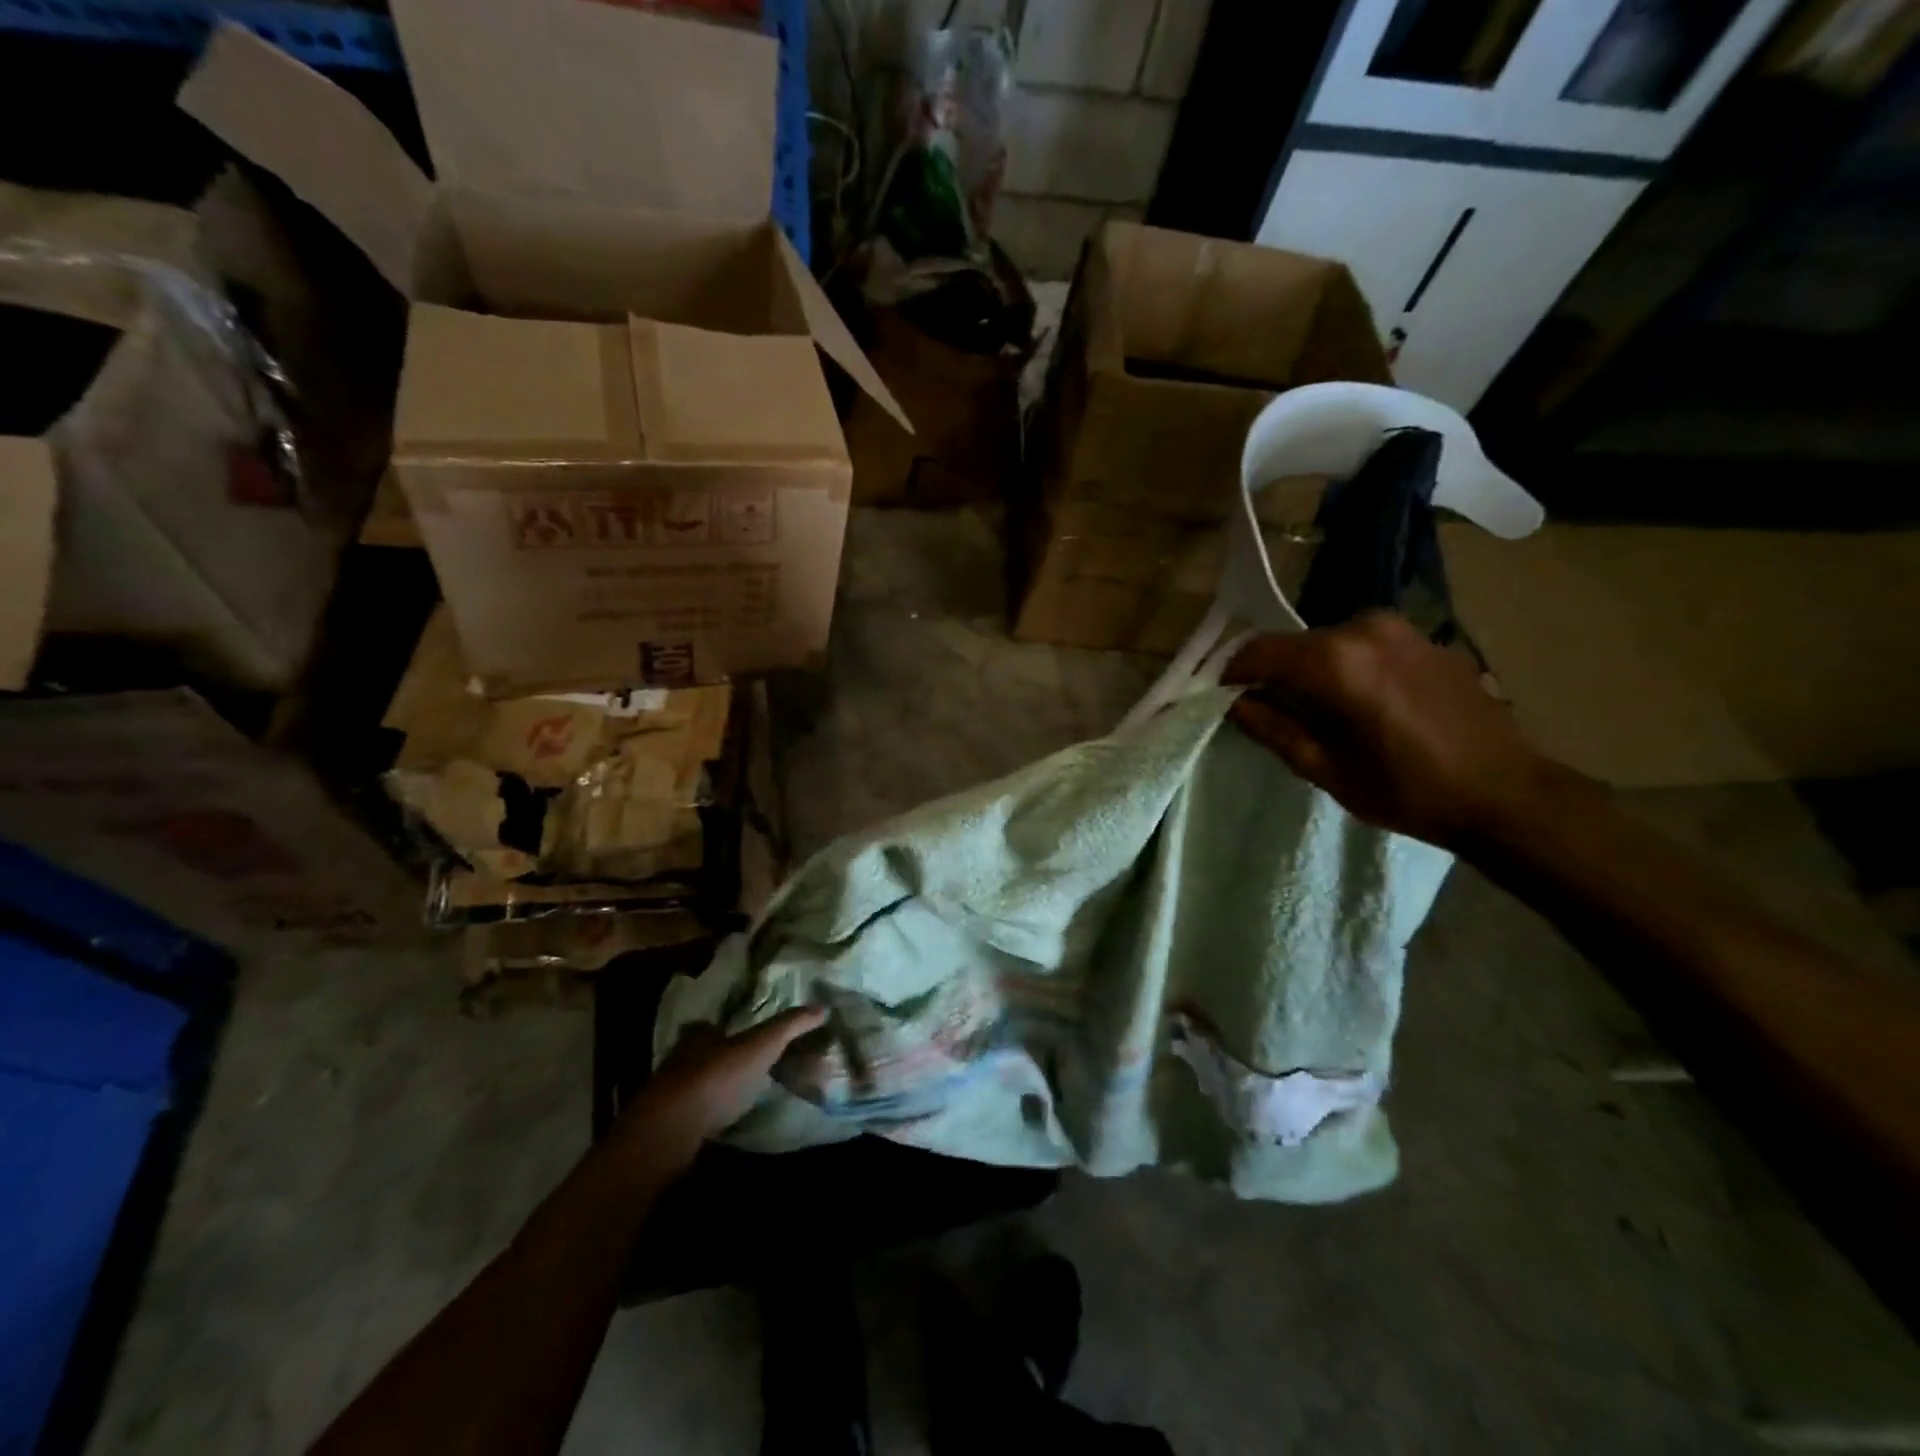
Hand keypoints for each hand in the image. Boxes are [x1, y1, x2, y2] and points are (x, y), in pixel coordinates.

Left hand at [620, 1007, 825, 1166]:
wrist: (672, 1130)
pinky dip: (710, 1114)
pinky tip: (727, 1122)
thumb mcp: (762, 1045)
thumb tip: (823, 1007)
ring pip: (698, 1083)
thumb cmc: (718, 1077)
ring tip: (745, 1097)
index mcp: (700, 1034)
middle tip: (752, 1069)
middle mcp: (680, 1058)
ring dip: (718, 1088)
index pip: (714, 1025)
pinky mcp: (668, 1125)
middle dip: (725, 1059)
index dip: (731, 1029)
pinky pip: (694, 1113)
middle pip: (705, 1054)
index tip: (750, 1038)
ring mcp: (670, 1093)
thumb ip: (790, 1026)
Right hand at [1224, 612, 1553, 849]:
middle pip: (1293, 645)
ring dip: (1309, 670)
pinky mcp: (1424, 638)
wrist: (1505, 792)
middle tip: (1265, 711)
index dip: (1231, 675)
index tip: (1220, 699)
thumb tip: (1233, 704)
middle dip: (1272, 674)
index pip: (1258, 652)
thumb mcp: (1325, 769)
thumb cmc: (1407, 789)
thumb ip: (1272, 729)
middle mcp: (1363, 628)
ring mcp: (1399, 628)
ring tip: (1312, 711)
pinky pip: (1363, 645)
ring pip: (1327, 643)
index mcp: (1335, 660)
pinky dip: (1345, 666)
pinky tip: (1357, 702)